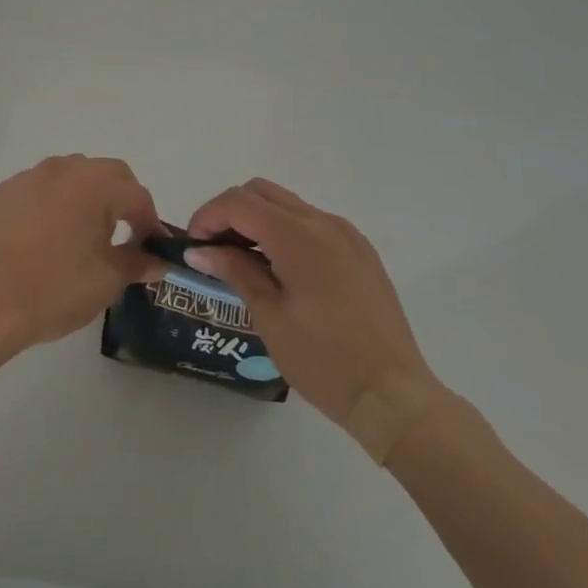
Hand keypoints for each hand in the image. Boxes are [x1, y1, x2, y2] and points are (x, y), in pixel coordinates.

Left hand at [0, 155, 165, 350]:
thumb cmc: (56, 289)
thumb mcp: (107, 281)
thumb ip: (137, 263)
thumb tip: (158, 260)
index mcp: (94, 185)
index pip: (136, 194)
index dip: (149, 220)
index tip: (151, 247)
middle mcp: (61, 169)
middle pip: (103, 173)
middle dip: (120, 198)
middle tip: (123, 232)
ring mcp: (26, 178)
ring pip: (66, 175)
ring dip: (82, 196)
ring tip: (80, 233)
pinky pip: (33, 191)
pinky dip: (47, 205)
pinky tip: (41, 237)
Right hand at [185, 179, 445, 433]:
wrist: (394, 395)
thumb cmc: (324, 360)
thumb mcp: (270, 316)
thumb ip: (235, 271)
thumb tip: (200, 251)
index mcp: (298, 236)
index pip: (238, 203)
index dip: (208, 217)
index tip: (193, 247)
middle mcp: (323, 222)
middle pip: (261, 192)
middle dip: (230, 212)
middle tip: (213, 250)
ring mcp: (346, 234)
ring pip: (287, 205)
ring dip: (258, 220)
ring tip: (243, 262)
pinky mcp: (360, 251)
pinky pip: (312, 224)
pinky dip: (285, 232)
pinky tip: (280, 270)